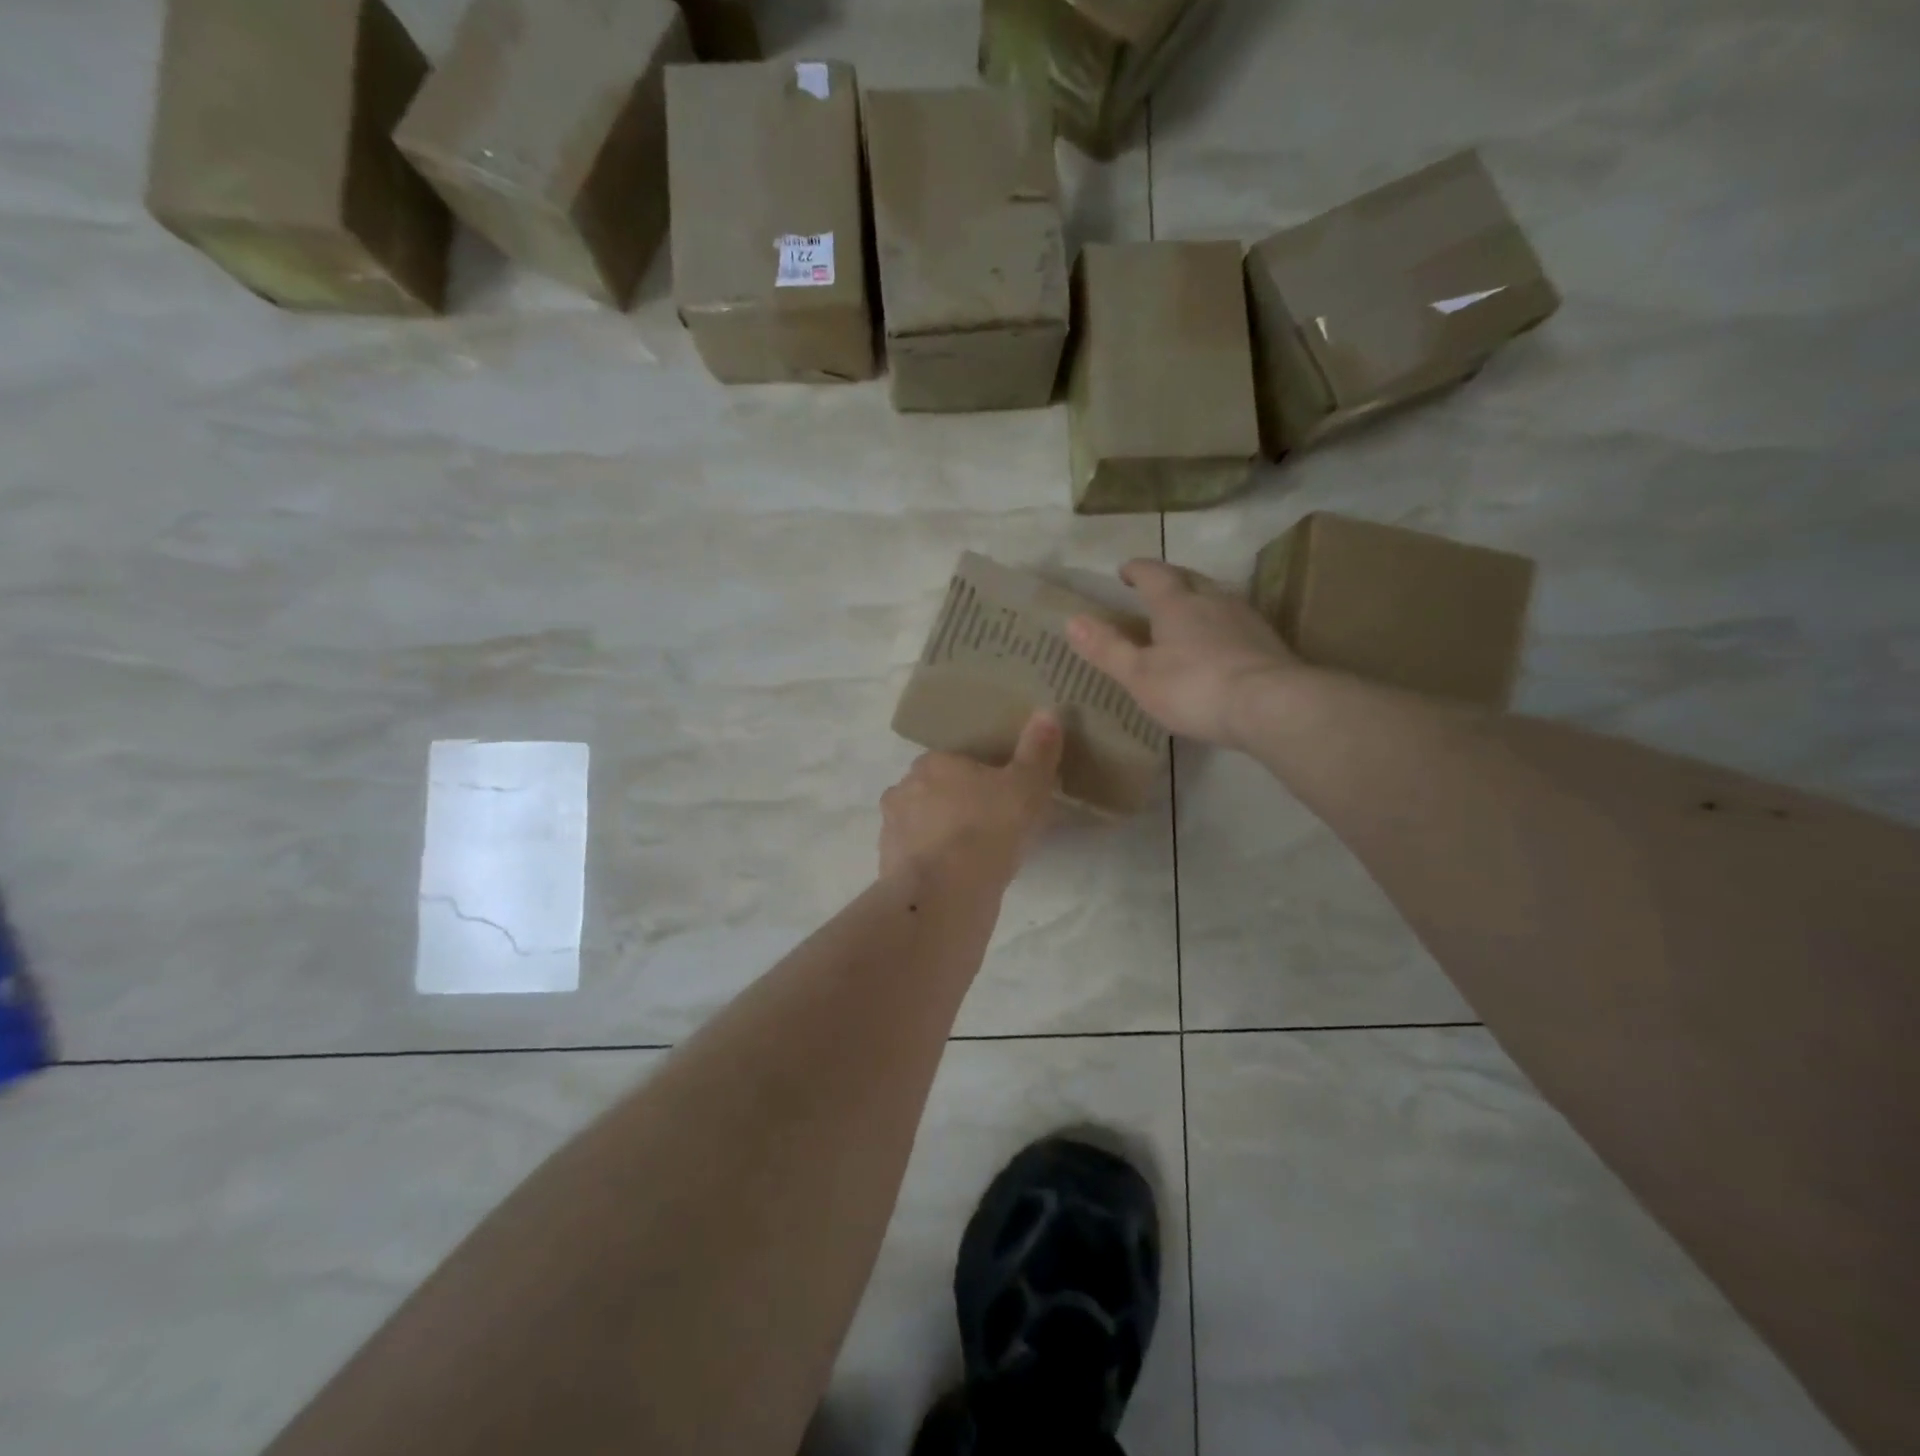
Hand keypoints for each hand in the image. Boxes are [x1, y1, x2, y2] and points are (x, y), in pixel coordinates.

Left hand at [879, 711, 1063, 882]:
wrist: (944, 895)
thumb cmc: (988, 830)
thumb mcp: (1026, 787)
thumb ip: (1037, 751)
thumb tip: (1047, 712)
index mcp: (933, 763)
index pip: (956, 762)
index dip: (979, 778)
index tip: (1000, 798)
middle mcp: (904, 789)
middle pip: (934, 792)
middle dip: (956, 806)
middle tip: (990, 829)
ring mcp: (891, 829)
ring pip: (921, 825)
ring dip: (940, 836)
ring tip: (972, 859)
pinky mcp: (887, 866)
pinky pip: (915, 859)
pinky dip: (931, 865)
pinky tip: (954, 881)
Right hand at [1066, 559, 1298, 749]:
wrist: (1271, 705)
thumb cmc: (1195, 688)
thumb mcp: (1140, 674)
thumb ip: (1107, 648)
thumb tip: (1072, 619)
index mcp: (1177, 604)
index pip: (1153, 574)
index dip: (1137, 570)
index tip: (1125, 571)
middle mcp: (1213, 600)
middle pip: (1189, 579)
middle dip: (1170, 580)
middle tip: (1155, 589)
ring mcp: (1246, 618)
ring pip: (1217, 599)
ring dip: (1199, 602)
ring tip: (1186, 617)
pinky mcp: (1269, 641)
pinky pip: (1237, 623)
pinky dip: (1221, 627)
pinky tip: (1220, 646)